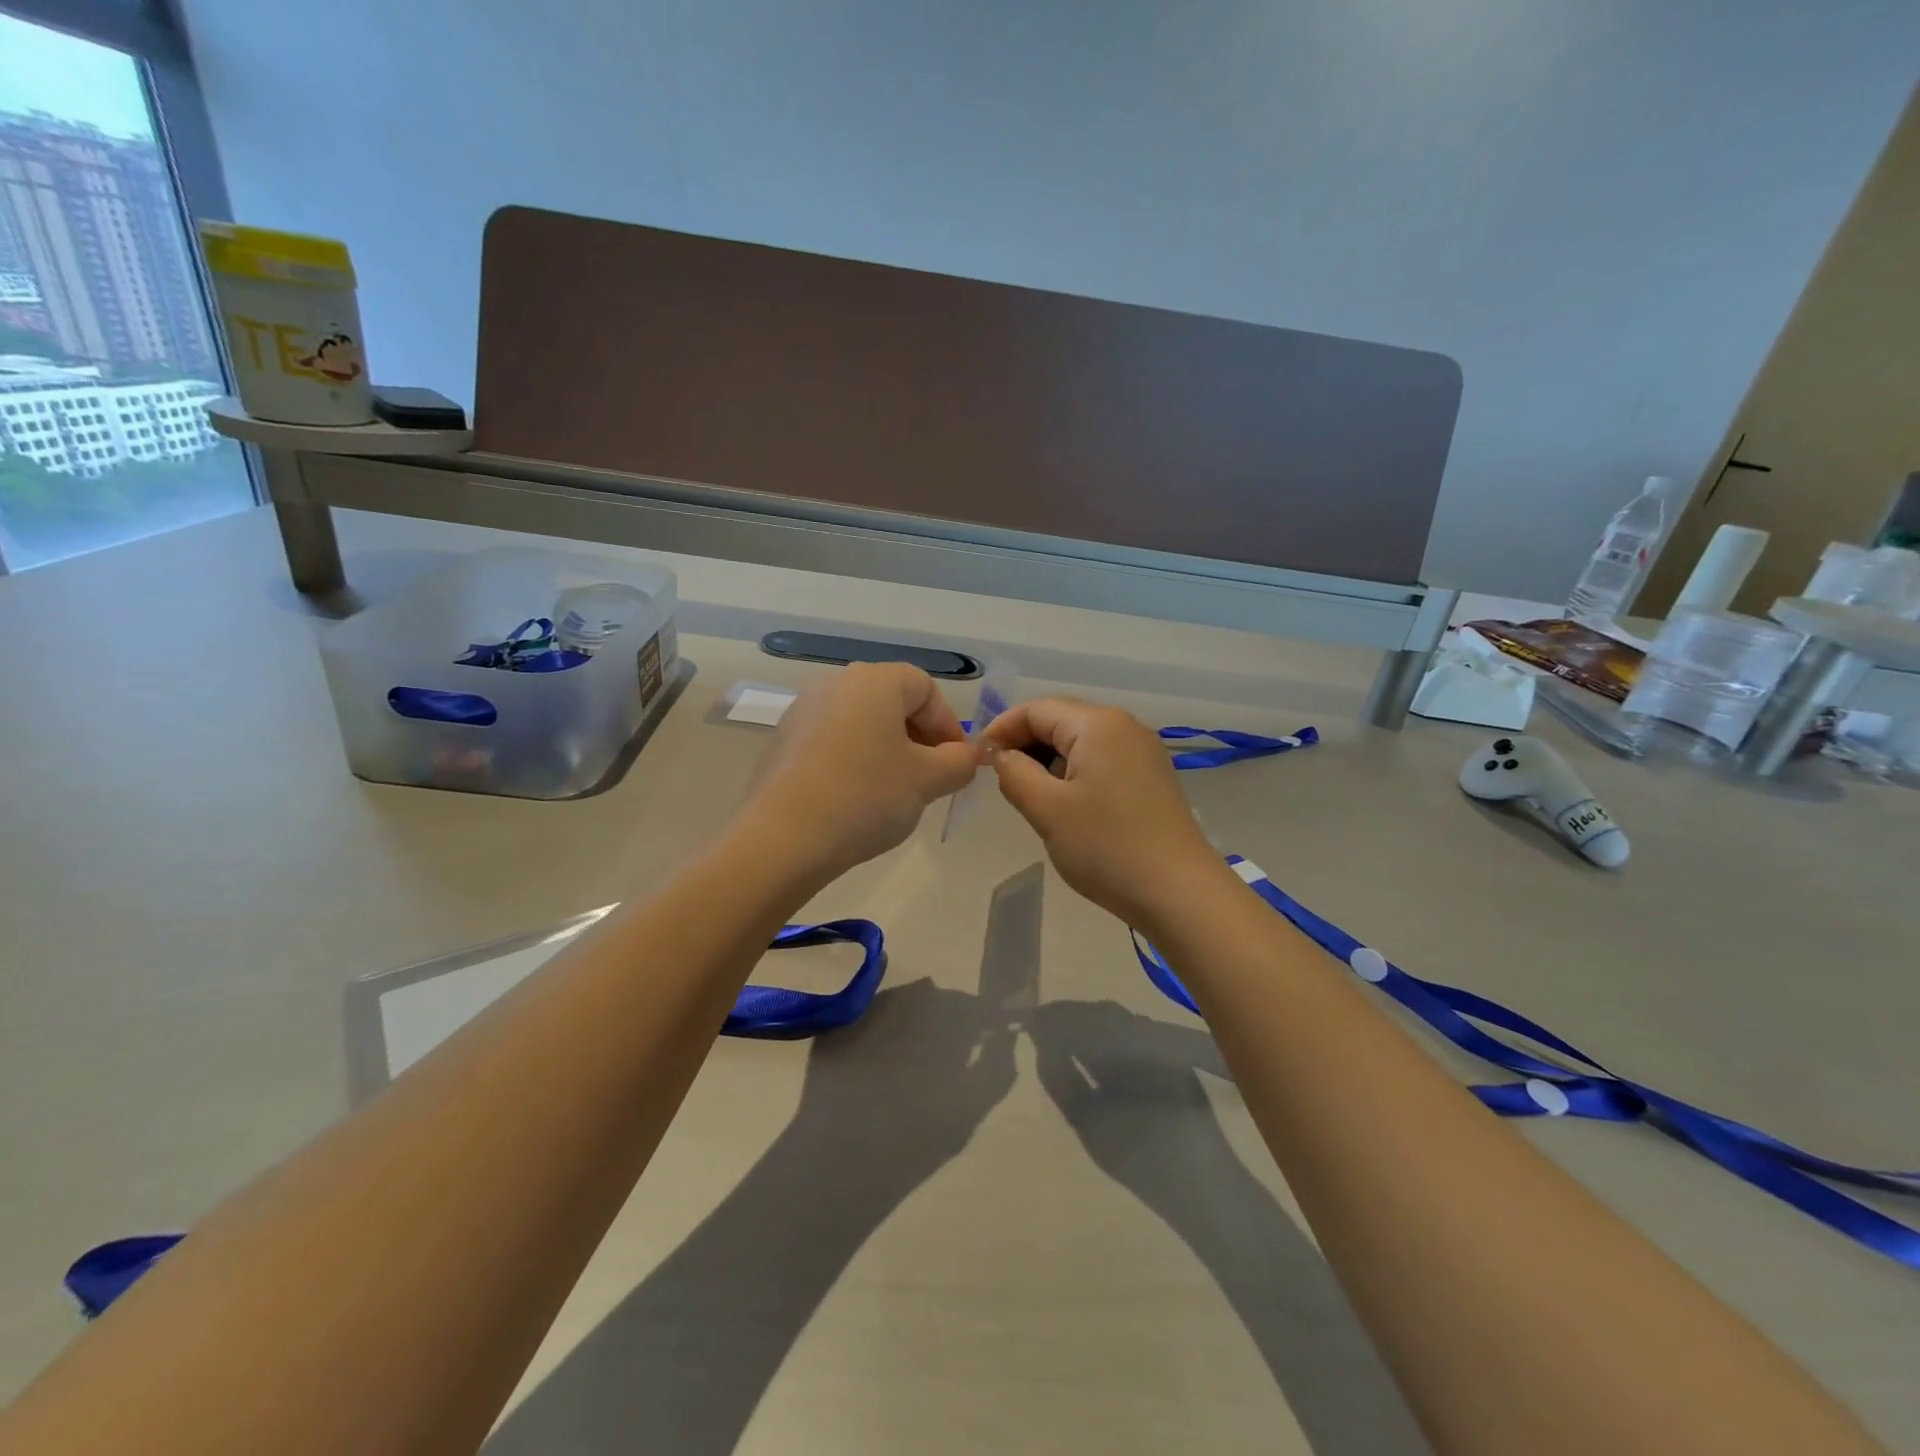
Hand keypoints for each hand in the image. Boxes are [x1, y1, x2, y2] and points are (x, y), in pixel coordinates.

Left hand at [741, 663, 978, 877]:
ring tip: (894, 791)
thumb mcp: (928, 781)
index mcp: (875, 681)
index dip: (948, 725)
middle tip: (931, 778)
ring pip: (862, 722)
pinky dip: (854, 760)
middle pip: (892, 702)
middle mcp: (836, 683)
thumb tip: (964, 757)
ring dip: (887, 750)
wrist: (782, 838)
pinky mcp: (783, 740)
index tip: (957, 763)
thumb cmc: (866, 797)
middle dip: (919, 737)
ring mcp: (804, 710)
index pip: (926, 688)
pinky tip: (855, 798)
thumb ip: (959, 762)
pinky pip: (833, 741)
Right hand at [983, 698, 1228, 924]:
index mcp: (1098, 725)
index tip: (978, 760)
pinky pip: (1101, 760)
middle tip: (1000, 779)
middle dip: (1025, 744)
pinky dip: (1074, 773)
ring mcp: (1143, 752)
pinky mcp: (1151, 777)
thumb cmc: (1106, 847)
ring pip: (1081, 742)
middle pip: (1061, 720)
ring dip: (1049, 761)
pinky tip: (1065, 805)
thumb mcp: (1047, 809)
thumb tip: (999, 754)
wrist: (1179, 893)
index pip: (1037, 709)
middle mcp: (1124, 727)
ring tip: (1029, 795)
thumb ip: (1014, 773)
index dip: (1002, 729)